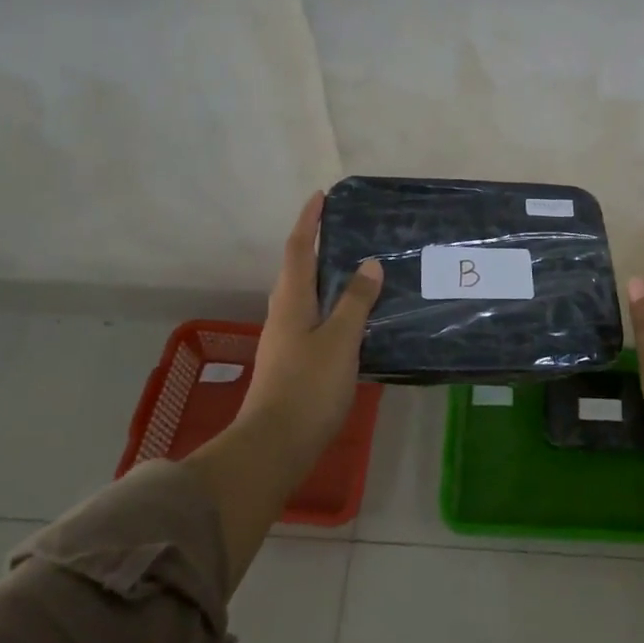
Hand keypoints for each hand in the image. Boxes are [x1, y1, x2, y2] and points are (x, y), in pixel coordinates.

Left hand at [238, 191, 383, 462]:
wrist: (274, 446)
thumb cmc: (308, 387)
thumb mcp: (340, 340)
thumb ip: (355, 301)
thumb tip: (368, 263)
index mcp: (291, 302)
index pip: (298, 249)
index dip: (308, 221)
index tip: (321, 196)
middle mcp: (283, 315)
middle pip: (296, 270)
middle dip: (314, 244)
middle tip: (342, 229)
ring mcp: (285, 341)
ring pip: (304, 296)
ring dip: (323, 275)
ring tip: (353, 267)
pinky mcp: (292, 363)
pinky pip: (312, 319)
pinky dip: (330, 306)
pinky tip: (351, 317)